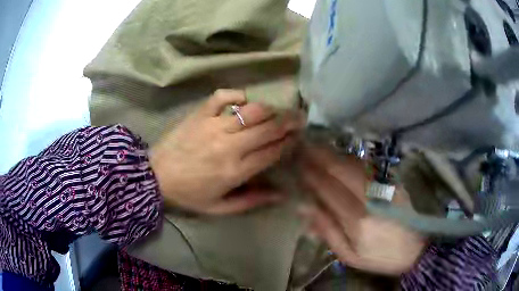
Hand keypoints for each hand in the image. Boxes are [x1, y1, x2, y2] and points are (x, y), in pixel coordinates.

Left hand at [150, 89, 302, 214]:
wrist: (155, 177)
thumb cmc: (189, 194)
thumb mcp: (220, 208)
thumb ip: (251, 201)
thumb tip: (281, 194)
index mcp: (235, 171)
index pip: (272, 152)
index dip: (289, 142)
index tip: (298, 136)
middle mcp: (229, 146)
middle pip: (268, 128)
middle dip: (288, 122)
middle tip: (299, 117)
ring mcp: (213, 126)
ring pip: (251, 111)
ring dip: (269, 109)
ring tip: (277, 110)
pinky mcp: (199, 115)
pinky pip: (222, 96)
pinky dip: (236, 95)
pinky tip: (243, 99)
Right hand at [298, 145, 424, 274]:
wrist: (415, 250)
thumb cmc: (379, 256)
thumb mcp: (348, 254)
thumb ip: (327, 230)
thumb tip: (304, 207)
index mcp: (357, 220)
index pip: (328, 189)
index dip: (312, 175)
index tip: (299, 165)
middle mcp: (371, 198)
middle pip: (342, 169)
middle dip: (321, 156)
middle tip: (305, 147)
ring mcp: (385, 187)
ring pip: (355, 164)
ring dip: (335, 154)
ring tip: (319, 148)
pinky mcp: (394, 183)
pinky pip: (369, 166)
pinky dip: (352, 159)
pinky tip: (343, 158)